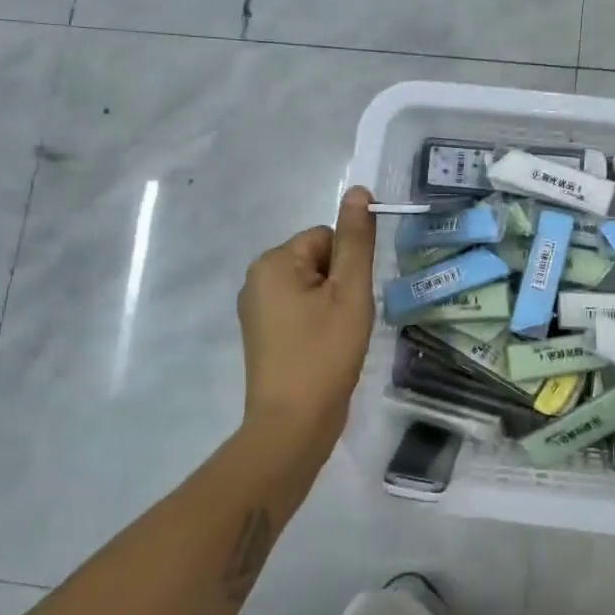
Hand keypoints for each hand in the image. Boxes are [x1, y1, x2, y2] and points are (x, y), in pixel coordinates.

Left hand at [237, 186, 377, 461]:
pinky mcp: (262, 334)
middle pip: (318, 260)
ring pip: (312, 287)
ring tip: (336, 338)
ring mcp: (256, 309)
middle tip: (345, 322)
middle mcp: (257, 279)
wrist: (292, 424)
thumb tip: (358, 190)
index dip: (348, 267)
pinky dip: (318, 323)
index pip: (326, 237)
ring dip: (332, 306)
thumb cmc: (324, 352)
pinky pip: (300, 309)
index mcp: (273, 262)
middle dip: (339, 286)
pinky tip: (324, 350)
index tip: (350, 301)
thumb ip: (356, 240)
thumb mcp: (350, 291)